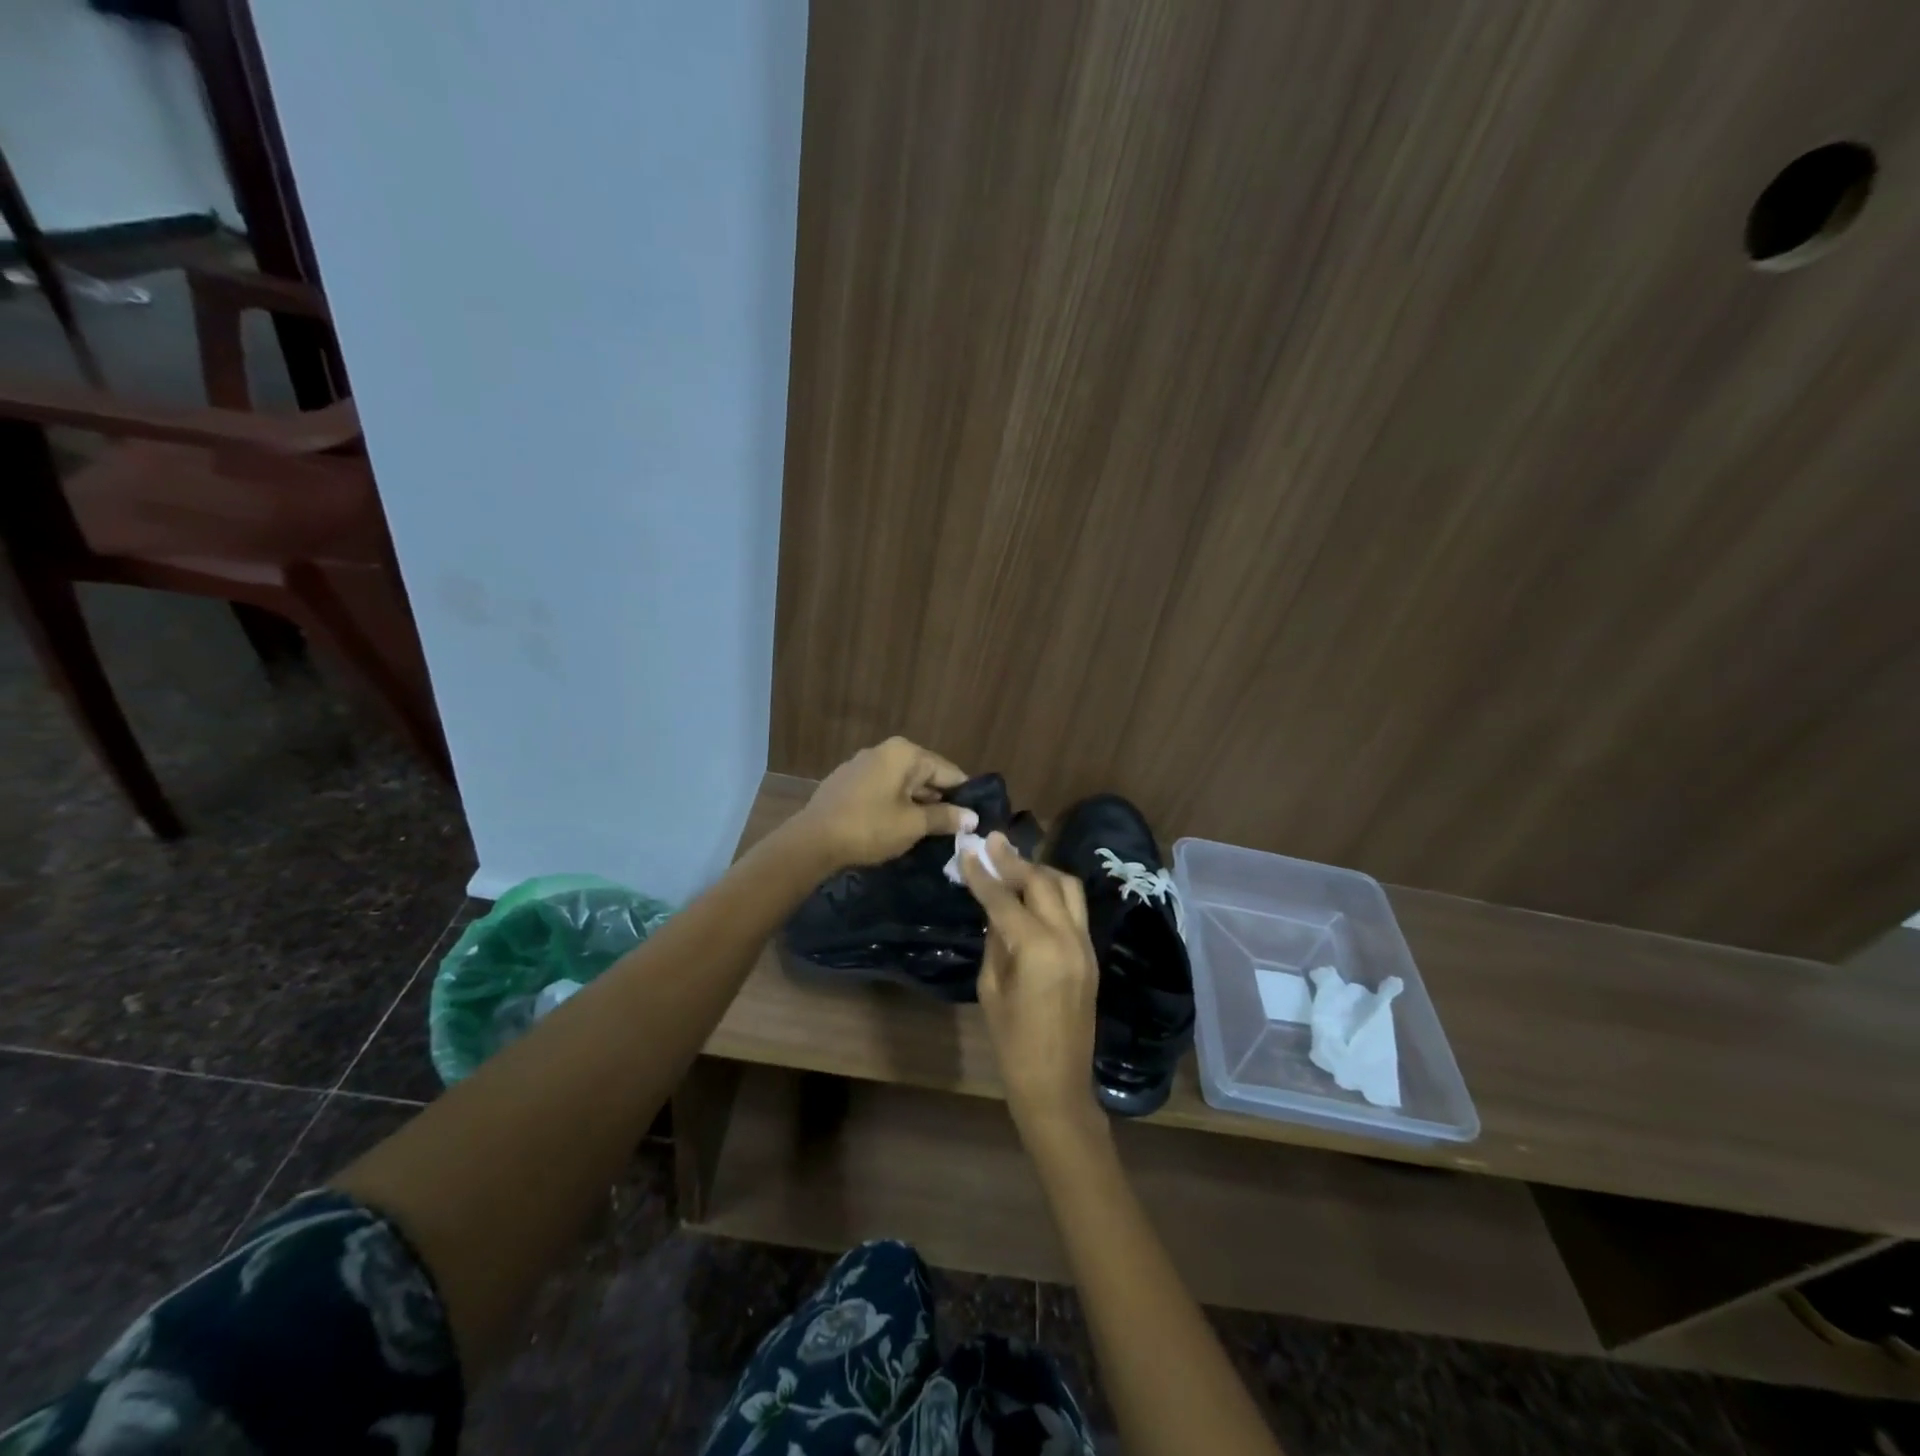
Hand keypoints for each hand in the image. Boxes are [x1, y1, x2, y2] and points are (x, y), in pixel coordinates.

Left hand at [792, 736, 973, 870]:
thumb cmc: (870, 827)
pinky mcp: (847, 781)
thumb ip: (945, 817)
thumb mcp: (913, 825)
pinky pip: (882, 789)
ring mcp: (862, 764)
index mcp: (905, 753)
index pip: (948, 771)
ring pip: (902, 783)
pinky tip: (898, 825)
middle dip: (940, 800)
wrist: (813, 841)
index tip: (975, 817)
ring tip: (931, 830)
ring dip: (917, 803)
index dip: (964, 795)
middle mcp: (884, 750)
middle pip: (925, 774)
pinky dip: (894, 803)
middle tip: (956, 828)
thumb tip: (972, 817)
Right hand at [959, 834, 1105, 1148]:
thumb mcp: (991, 989)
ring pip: (1067, 888)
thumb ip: (995, 942)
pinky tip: (1032, 893)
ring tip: (1013, 864)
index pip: (1005, 899)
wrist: (1057, 1085)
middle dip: (1015, 860)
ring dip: (1040, 871)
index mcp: (1037, 948)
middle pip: (1042, 881)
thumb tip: (995, 911)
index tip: (968, 850)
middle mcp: (1067, 937)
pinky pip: (1074, 909)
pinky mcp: (1091, 955)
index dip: (983, 874)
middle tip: (992, 842)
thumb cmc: (1013, 1044)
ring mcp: (1085, 945)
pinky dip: (1053, 892)